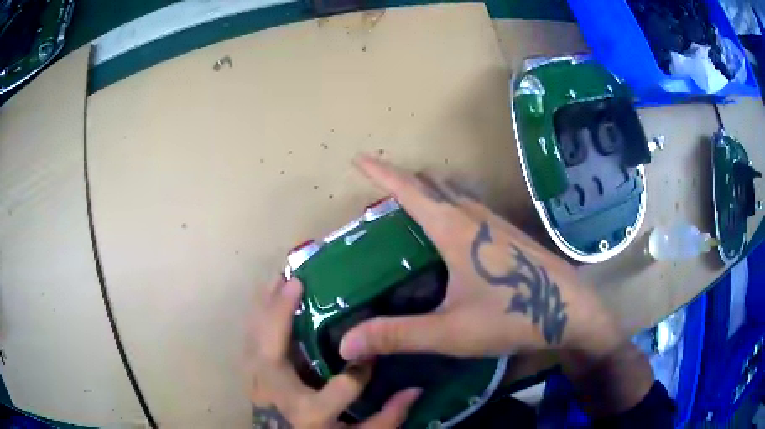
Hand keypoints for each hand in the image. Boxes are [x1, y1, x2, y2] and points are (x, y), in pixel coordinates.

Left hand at [246, 277, 421, 428]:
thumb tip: (416, 389)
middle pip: (273, 348)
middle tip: (297, 279)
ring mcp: (258, 383)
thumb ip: (386, 419)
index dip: (363, 369)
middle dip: (282, 311)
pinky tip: (265, 298)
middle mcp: (277, 393)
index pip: (344, 385)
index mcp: (310, 413)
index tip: (374, 357)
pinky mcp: (251, 376)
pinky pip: (249, 339)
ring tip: (278, 277)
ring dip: (265, 305)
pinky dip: (257, 316)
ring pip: (255, 337)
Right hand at [339, 155, 622, 361]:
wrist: (571, 310)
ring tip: (409, 202)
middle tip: (379, 188)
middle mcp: (474, 216)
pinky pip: (470, 205)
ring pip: (454, 193)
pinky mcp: (509, 233)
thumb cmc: (513, 316)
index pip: (409, 190)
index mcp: (454, 230)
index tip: (359, 159)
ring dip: (429, 190)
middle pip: (432, 185)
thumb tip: (346, 344)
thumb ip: (397, 336)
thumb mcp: (450, 332)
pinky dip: (450, 203)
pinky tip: (452, 226)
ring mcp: (496, 222)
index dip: (381, 173)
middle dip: (402, 180)